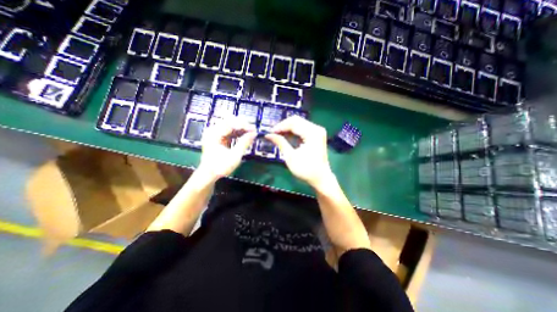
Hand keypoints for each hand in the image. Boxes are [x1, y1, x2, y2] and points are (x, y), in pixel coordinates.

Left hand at [196, 119, 255, 180]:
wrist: (209, 175)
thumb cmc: (220, 166)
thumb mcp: (234, 156)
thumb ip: (244, 143)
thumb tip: (254, 134)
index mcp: (214, 134)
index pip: (230, 123)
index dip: (243, 125)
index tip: (254, 130)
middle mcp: (213, 131)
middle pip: (230, 121)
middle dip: (243, 125)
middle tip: (253, 131)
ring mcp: (215, 133)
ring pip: (230, 125)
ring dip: (241, 129)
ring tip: (251, 133)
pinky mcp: (218, 137)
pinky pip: (229, 131)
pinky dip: (238, 133)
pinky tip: (245, 136)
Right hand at [266, 114, 334, 187]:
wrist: (321, 178)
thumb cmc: (306, 169)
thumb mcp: (290, 157)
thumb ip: (280, 143)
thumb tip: (268, 135)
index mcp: (312, 133)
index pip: (293, 123)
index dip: (280, 126)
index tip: (270, 132)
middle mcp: (316, 129)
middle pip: (297, 120)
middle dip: (283, 126)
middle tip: (273, 133)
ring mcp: (318, 131)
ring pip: (299, 123)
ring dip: (288, 128)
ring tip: (278, 135)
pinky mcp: (317, 135)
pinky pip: (303, 128)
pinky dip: (294, 131)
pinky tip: (287, 137)